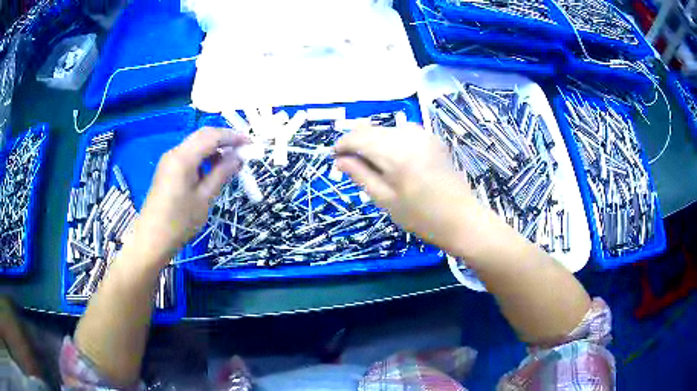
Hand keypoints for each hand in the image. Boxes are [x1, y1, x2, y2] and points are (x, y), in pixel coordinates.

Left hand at [135, 127, 249, 263]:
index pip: (212, 136)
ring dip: (214, 148)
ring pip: (195, 144)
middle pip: (203, 135)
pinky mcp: (167, 169)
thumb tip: (238, 157)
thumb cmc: (179, 222)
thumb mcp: (205, 198)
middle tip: (243, 150)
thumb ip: (222, 173)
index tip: (251, 144)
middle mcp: (175, 152)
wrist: (152, 239)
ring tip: (231, 161)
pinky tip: (213, 169)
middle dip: (224, 139)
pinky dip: (204, 156)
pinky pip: (189, 155)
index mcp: (183, 157)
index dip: (233, 137)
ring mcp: (169, 160)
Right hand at [334, 125, 480, 254]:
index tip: (335, 158)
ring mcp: (423, 134)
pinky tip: (393, 161)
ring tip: (373, 166)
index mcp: (395, 152)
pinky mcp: (432, 138)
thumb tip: (339, 160)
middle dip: (357, 144)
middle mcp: (408, 135)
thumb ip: (360, 175)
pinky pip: (403, 133)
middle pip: (372, 130)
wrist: (462, 219)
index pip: (358, 137)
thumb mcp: (385, 199)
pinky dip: (391, 142)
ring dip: (374, 143)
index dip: (343, 145)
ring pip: (387, 130)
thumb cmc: (421, 217)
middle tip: (351, 165)